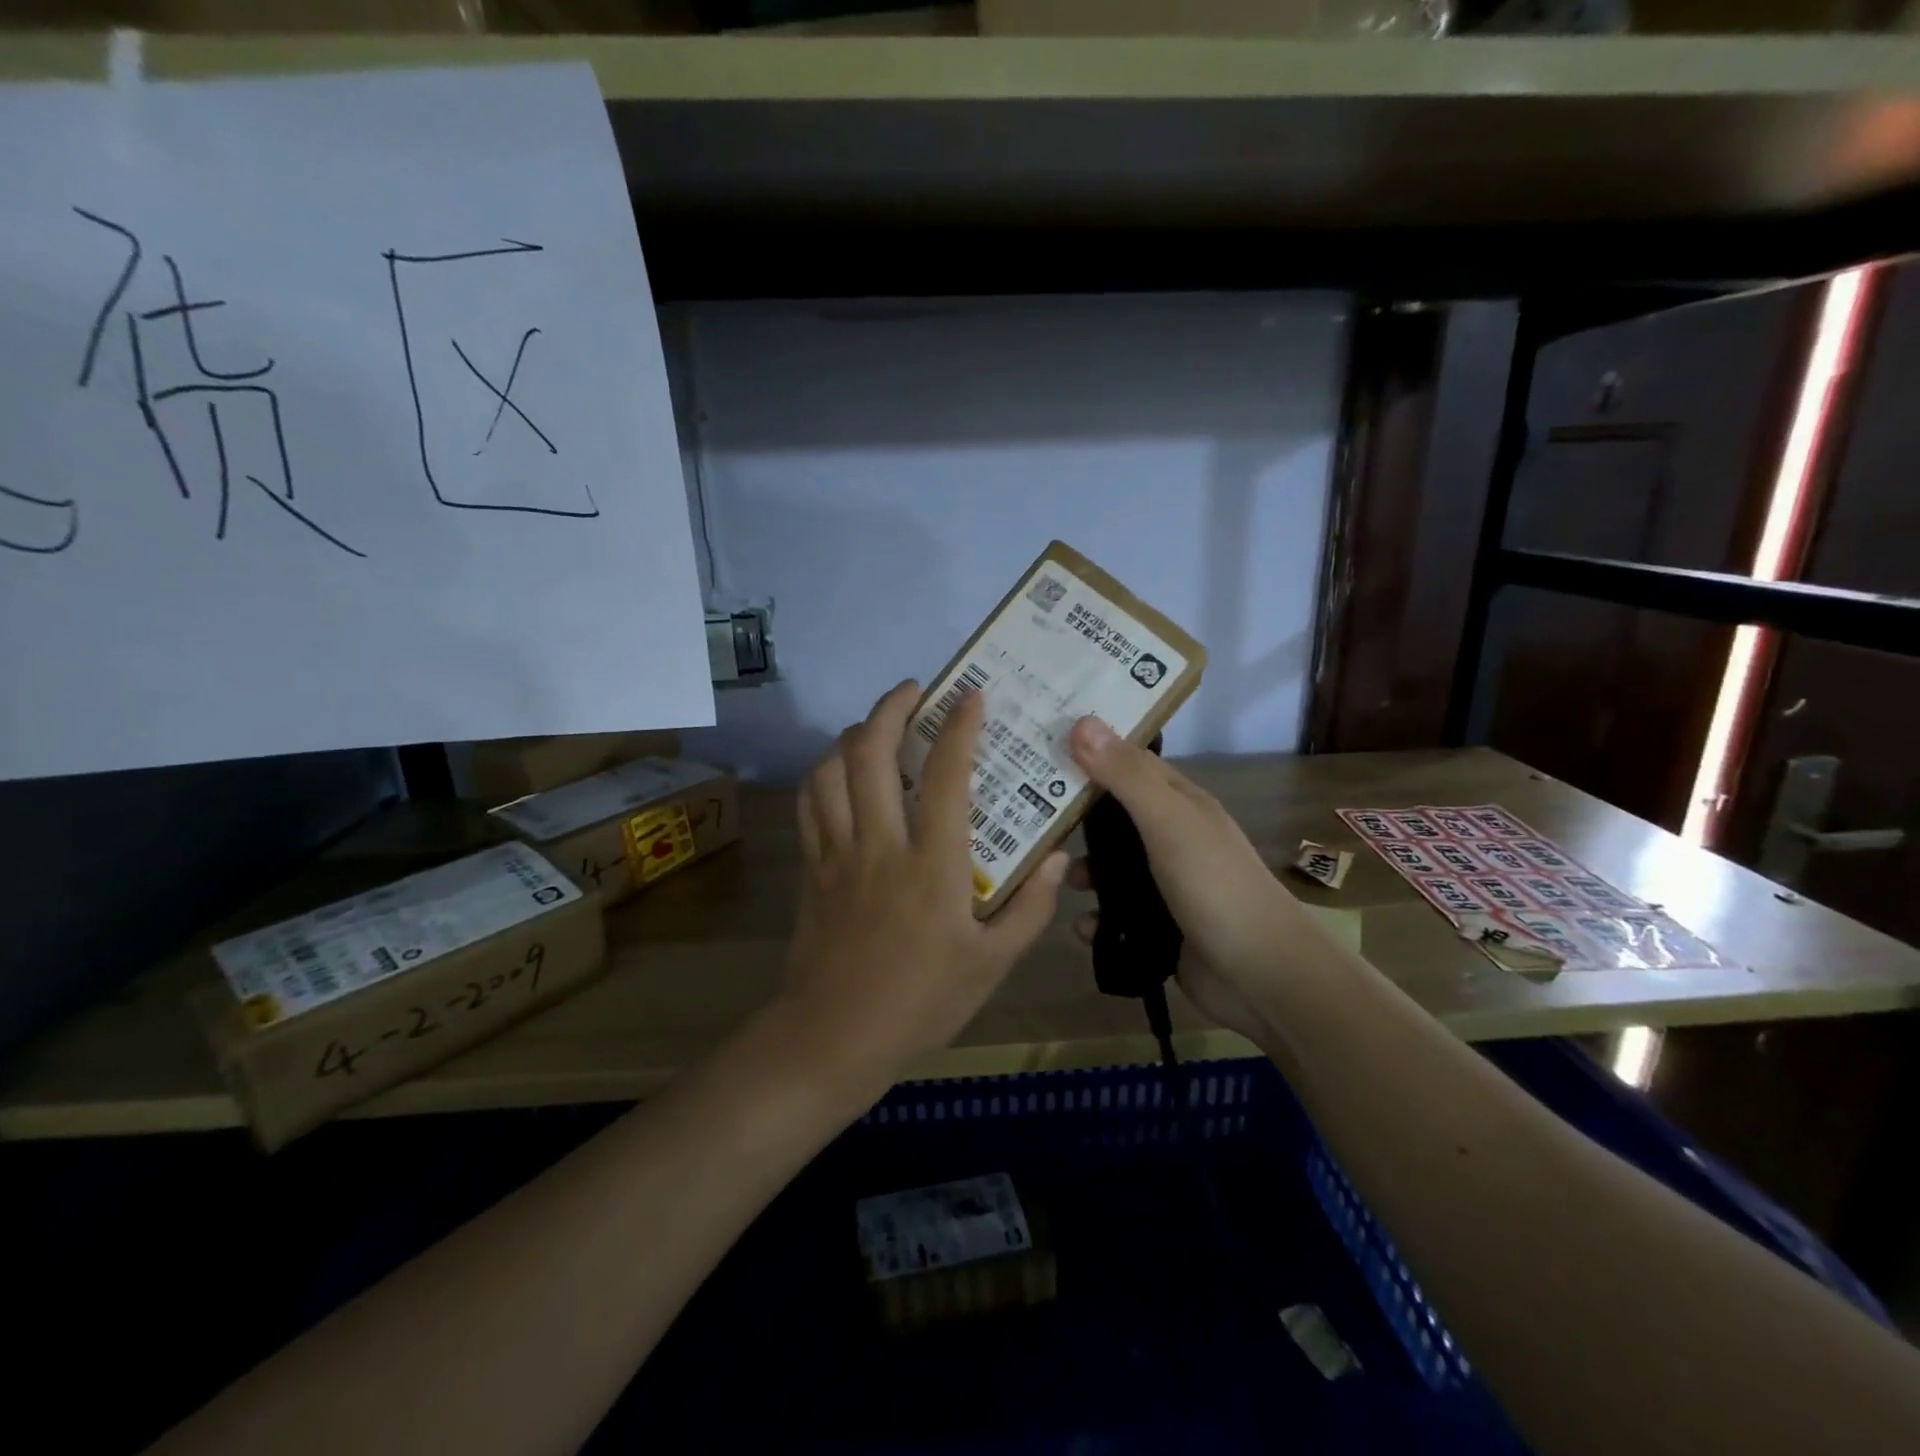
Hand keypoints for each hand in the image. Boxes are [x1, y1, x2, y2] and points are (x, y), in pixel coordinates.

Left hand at [778, 680, 1067, 1102]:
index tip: (971, 696)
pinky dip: (823, 773)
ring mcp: (837, 853)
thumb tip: (1055, 857)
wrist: (834, 1037)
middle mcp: (880, 845)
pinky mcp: (811, 868)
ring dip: (854, 735)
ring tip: (877, 726)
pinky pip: (809, 803)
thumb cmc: (921, 1003)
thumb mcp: (992, 965)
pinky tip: (840, 772)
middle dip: (890, 708)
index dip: (959, 728)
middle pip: (871, 754)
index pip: (948, 777)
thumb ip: (1029, 908)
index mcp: (932, 866)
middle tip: (913, 690)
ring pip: (831, 770)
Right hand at [1062, 717, 1313, 1040]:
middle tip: (1019, 812)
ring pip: (1107, 866)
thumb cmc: (1215, 886)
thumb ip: (1126, 776)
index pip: (1125, 762)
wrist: (1262, 977)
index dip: (1086, 751)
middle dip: (1071, 816)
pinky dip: (1094, 919)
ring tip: (1045, 876)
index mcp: (1177, 802)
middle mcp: (1169, 836)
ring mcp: (1164, 883)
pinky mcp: (1156, 926)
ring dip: (1080, 871)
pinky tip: (1080, 927)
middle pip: (1110, 816)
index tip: (1037, 744)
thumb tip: (1082, 720)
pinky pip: (1113, 915)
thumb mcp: (1169, 822)